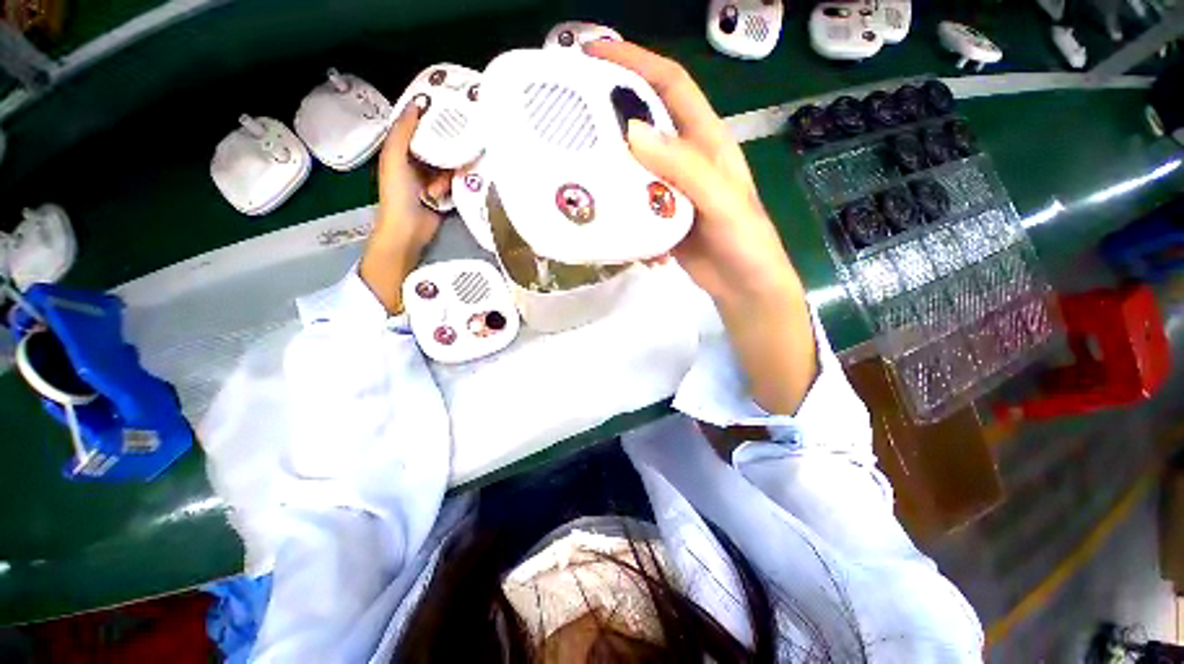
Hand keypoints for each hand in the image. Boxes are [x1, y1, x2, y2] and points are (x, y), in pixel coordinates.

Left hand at [361, 103, 452, 312]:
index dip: (429, 116)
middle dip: (445, 144)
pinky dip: (452, 183)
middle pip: (436, 145)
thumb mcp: (395, 157)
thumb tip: (417, 103)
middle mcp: (416, 162)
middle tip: (461, 138)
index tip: (449, 104)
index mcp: (400, 150)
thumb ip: (403, 132)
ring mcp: (431, 179)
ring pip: (447, 163)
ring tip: (442, 180)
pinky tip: (446, 190)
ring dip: (447, 169)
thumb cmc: (398, 192)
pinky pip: (453, 180)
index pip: (417, 127)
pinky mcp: (444, 193)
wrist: (409, 229)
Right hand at [585, 41, 817, 414]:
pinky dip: (619, 207)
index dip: (636, 62)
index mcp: (705, 142)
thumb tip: (633, 133)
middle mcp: (685, 160)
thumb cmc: (744, 242)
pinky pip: (633, 204)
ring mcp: (670, 191)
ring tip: (578, 167)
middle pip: (645, 124)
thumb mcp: (722, 201)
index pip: (671, 85)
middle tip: (572, 113)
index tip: (595, 53)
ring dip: (609, 166)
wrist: (742, 287)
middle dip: (611, 112)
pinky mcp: (660, 218)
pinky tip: (606, 216)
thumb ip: (684, 168)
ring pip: (633, 167)